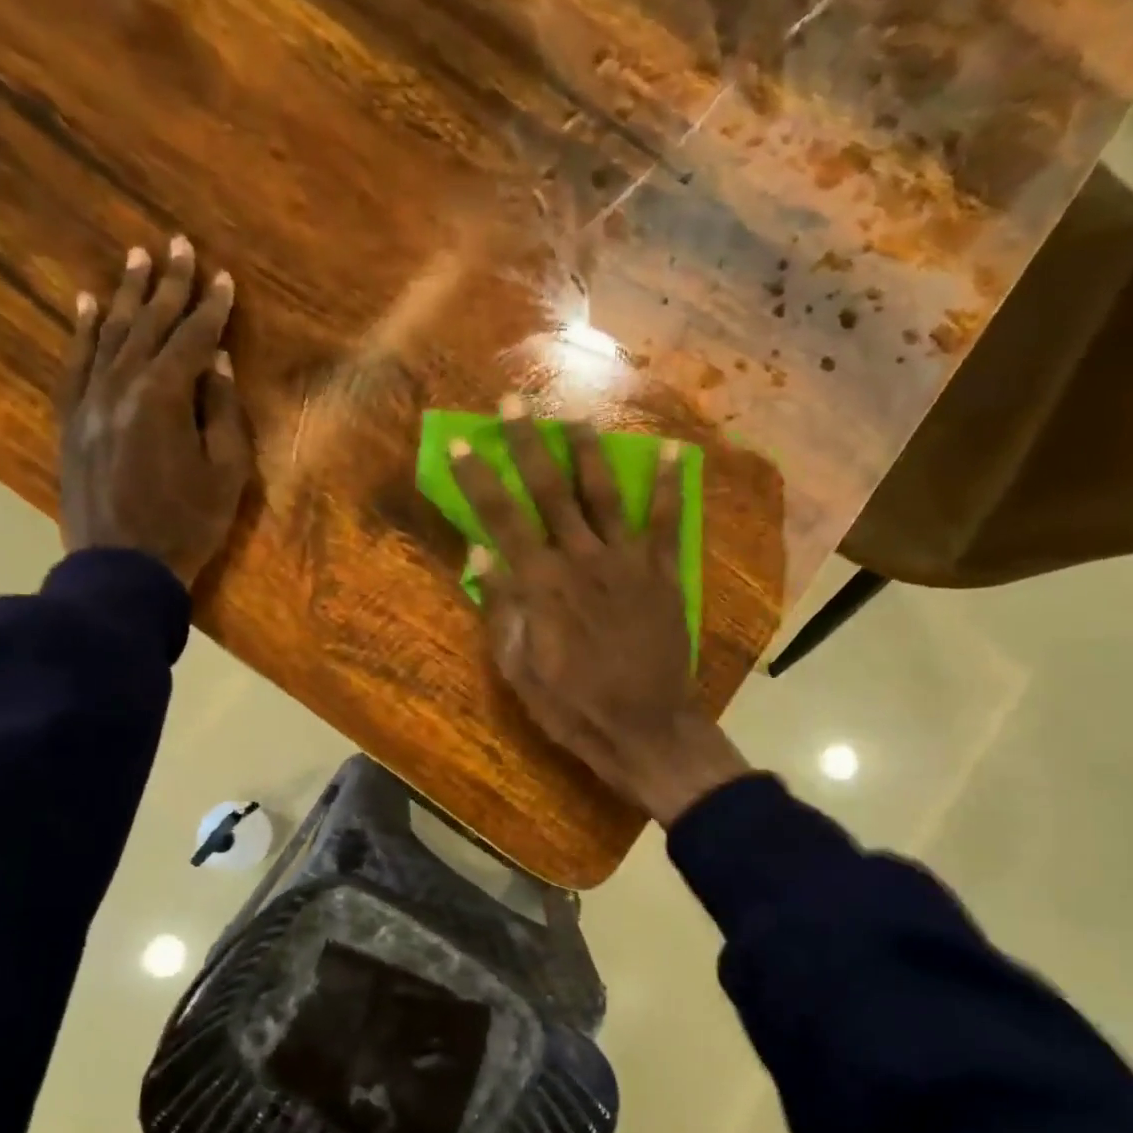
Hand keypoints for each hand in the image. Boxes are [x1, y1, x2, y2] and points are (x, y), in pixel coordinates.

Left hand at [57, 237, 253, 586]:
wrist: (123, 566)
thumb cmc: (187, 525)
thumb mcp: (226, 476)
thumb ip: (224, 414)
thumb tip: (219, 364)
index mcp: (164, 397)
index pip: (193, 340)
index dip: (211, 308)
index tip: (224, 278)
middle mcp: (121, 385)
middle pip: (149, 325)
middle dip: (168, 285)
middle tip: (178, 244)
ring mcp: (89, 400)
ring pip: (109, 334)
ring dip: (126, 295)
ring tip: (137, 259)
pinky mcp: (71, 419)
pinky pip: (75, 362)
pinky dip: (83, 330)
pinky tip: (87, 304)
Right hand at [453, 397, 748, 824]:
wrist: (643, 728)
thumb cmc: (572, 706)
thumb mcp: (519, 669)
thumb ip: (501, 609)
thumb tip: (480, 555)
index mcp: (542, 585)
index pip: (502, 519)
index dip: (478, 479)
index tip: (460, 443)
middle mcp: (582, 560)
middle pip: (551, 492)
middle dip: (529, 445)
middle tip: (514, 404)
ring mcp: (628, 563)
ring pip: (605, 495)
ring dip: (589, 453)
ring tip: (577, 417)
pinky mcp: (664, 575)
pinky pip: (667, 522)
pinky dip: (670, 486)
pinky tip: (672, 452)